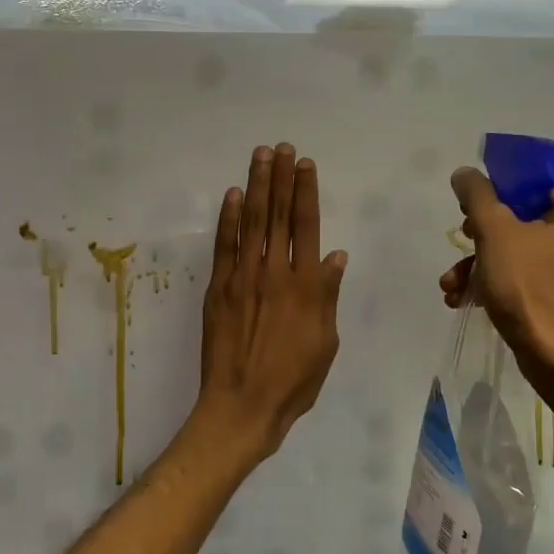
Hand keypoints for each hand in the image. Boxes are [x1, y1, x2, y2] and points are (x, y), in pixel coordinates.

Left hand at [194, 144, 347, 460]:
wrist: (242, 405)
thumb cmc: (293, 381)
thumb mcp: (325, 343)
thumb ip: (328, 296)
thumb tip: (336, 256)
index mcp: (306, 287)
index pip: (307, 227)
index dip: (306, 192)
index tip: (305, 164)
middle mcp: (275, 273)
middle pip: (279, 216)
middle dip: (281, 178)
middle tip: (280, 148)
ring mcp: (242, 279)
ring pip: (252, 223)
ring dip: (256, 186)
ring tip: (259, 156)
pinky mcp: (218, 290)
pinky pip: (224, 246)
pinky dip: (229, 219)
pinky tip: (233, 195)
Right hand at [440, 166, 553, 378]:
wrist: (551, 353)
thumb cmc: (526, 284)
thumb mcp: (494, 231)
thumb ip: (477, 196)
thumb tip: (465, 173)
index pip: (533, 187)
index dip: (497, 195)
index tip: (471, 213)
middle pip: (520, 222)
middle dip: (479, 239)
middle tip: (460, 245)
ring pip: (517, 254)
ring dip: (478, 266)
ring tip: (450, 286)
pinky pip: (523, 279)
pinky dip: (494, 285)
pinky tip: (463, 299)